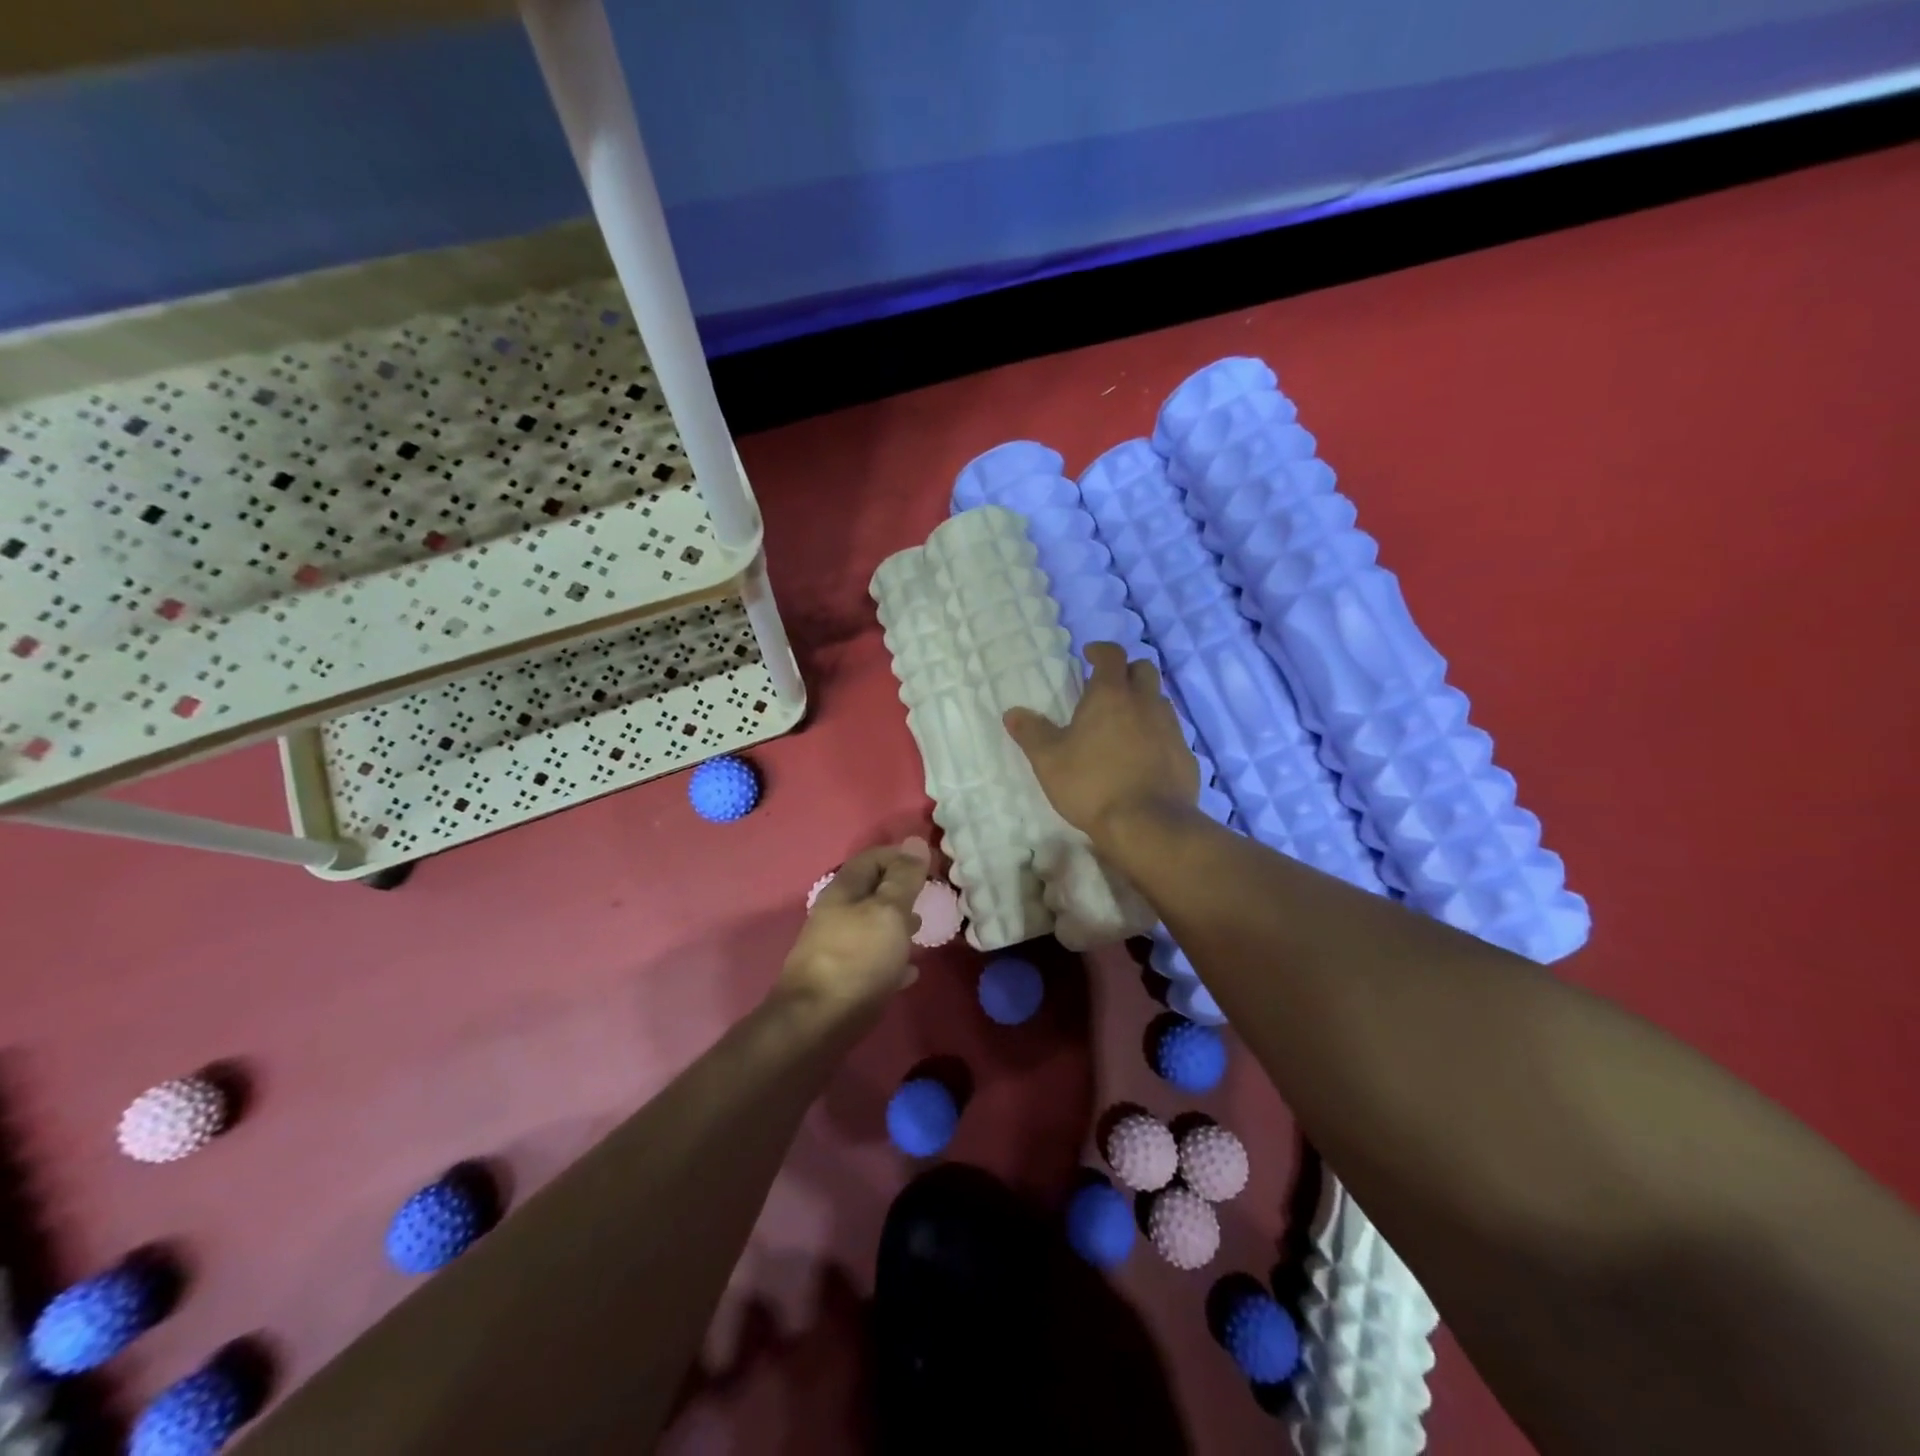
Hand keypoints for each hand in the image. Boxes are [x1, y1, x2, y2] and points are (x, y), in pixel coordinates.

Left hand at [778, 838, 930, 1012]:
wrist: (817, 1024)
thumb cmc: (858, 960)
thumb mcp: (888, 912)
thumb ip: (904, 879)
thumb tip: (916, 841)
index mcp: (843, 891)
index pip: (873, 857)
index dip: (902, 856)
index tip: (933, 865)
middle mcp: (835, 915)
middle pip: (872, 892)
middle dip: (902, 891)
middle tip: (931, 898)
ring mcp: (836, 949)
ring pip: (872, 926)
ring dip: (898, 925)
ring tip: (923, 931)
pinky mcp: (841, 980)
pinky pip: (872, 961)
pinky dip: (892, 959)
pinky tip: (910, 971)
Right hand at [1004, 642, 1199, 844]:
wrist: (1148, 824)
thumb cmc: (1092, 784)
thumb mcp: (1049, 760)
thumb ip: (1031, 733)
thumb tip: (1013, 713)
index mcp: (1111, 695)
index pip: (1112, 655)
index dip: (1100, 650)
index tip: (1089, 655)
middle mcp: (1146, 702)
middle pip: (1144, 669)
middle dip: (1127, 672)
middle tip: (1108, 688)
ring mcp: (1171, 728)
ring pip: (1160, 701)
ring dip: (1144, 703)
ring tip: (1124, 723)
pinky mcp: (1186, 755)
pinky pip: (1171, 734)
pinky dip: (1157, 735)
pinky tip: (1144, 756)